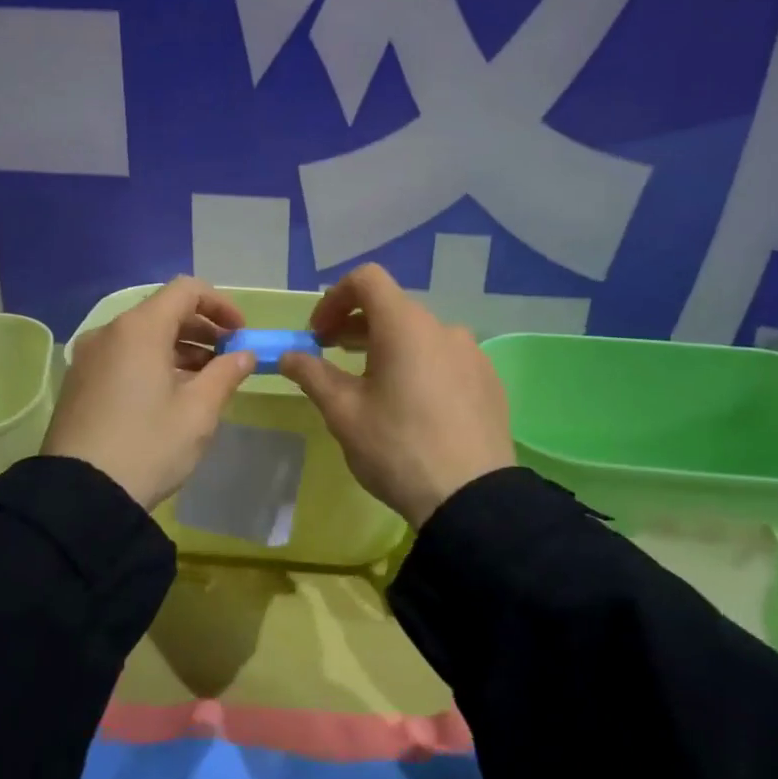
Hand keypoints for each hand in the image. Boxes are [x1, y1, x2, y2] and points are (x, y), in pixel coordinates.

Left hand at [42, 277, 257, 509]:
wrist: (80, 495)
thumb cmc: (148, 445)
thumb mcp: (198, 411)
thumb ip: (225, 374)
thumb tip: (244, 355)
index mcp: (139, 329)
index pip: (186, 290)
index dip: (220, 305)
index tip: (241, 335)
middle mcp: (109, 333)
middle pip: (163, 312)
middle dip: (202, 330)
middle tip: (228, 360)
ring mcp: (88, 358)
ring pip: (142, 337)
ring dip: (179, 349)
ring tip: (205, 382)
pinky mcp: (79, 384)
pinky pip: (123, 358)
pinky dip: (153, 364)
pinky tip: (170, 397)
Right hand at [280, 263, 515, 527]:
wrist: (471, 498)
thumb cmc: (397, 447)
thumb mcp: (344, 412)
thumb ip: (313, 374)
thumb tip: (289, 355)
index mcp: (405, 325)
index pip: (367, 280)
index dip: (334, 298)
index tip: (318, 334)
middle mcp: (443, 328)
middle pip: (393, 308)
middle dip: (356, 325)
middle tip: (332, 355)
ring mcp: (472, 354)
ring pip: (420, 335)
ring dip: (388, 346)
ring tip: (371, 384)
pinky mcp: (488, 381)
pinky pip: (445, 360)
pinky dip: (419, 366)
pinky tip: (412, 406)